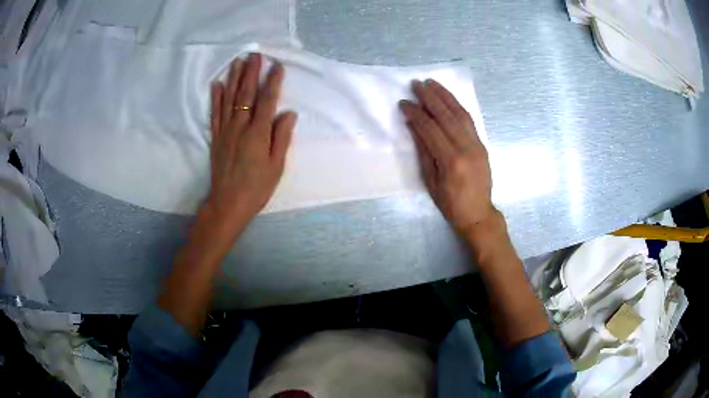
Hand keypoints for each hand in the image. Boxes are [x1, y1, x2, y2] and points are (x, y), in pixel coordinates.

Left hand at [206, 54, 296, 241]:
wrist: (228, 204)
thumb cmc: (257, 187)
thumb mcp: (276, 166)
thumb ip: (281, 137)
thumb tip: (288, 113)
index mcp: (257, 133)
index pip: (267, 101)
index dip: (272, 82)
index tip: (277, 66)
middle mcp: (240, 127)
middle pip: (245, 94)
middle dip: (251, 73)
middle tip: (255, 55)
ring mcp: (225, 131)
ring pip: (229, 99)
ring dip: (233, 79)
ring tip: (237, 62)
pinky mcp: (216, 138)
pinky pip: (215, 113)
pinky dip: (215, 98)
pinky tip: (217, 85)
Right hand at [399, 79, 495, 236]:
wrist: (478, 213)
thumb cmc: (450, 203)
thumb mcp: (431, 181)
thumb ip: (423, 151)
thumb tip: (414, 125)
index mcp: (450, 161)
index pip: (430, 129)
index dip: (416, 114)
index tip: (404, 102)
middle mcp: (466, 148)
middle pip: (446, 116)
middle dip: (430, 97)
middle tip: (416, 83)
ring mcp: (477, 145)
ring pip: (460, 114)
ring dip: (445, 96)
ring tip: (432, 83)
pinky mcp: (482, 144)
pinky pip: (469, 120)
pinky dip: (458, 106)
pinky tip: (449, 97)